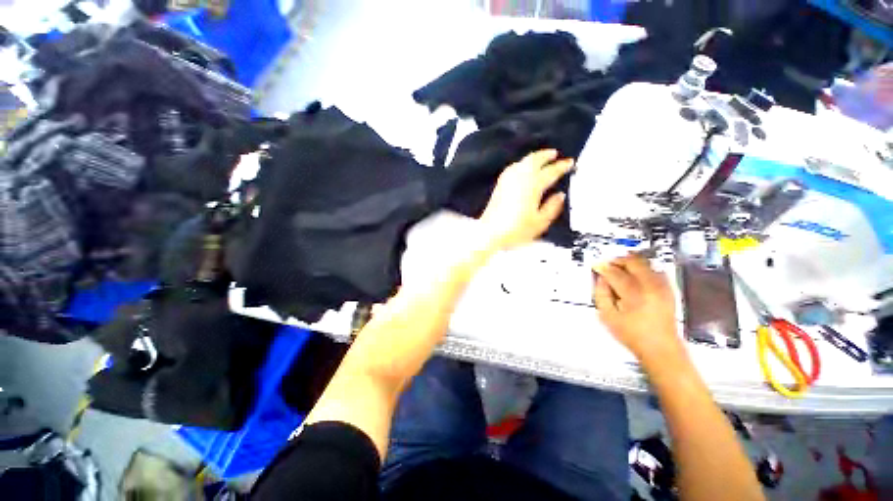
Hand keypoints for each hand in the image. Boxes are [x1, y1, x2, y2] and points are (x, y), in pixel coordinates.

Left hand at [479, 150, 572, 250]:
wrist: (490, 232)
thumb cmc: (517, 229)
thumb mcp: (540, 222)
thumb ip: (552, 207)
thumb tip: (560, 194)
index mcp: (533, 185)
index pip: (550, 172)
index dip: (562, 166)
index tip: (570, 162)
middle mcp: (520, 177)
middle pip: (534, 160)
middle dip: (545, 155)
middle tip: (555, 154)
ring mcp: (508, 180)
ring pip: (522, 162)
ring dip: (533, 158)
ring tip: (540, 159)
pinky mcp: (499, 185)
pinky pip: (513, 167)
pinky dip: (521, 164)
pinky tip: (521, 168)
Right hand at [593, 254, 684, 363]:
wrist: (661, 348)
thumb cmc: (632, 334)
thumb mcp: (607, 317)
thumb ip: (601, 295)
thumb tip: (601, 279)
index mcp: (634, 294)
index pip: (615, 273)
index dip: (603, 267)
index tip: (596, 266)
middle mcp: (651, 287)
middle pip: (633, 262)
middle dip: (618, 260)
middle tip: (608, 264)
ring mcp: (662, 287)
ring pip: (645, 263)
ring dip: (630, 262)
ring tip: (620, 268)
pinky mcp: (669, 289)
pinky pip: (656, 270)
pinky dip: (643, 268)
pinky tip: (635, 275)